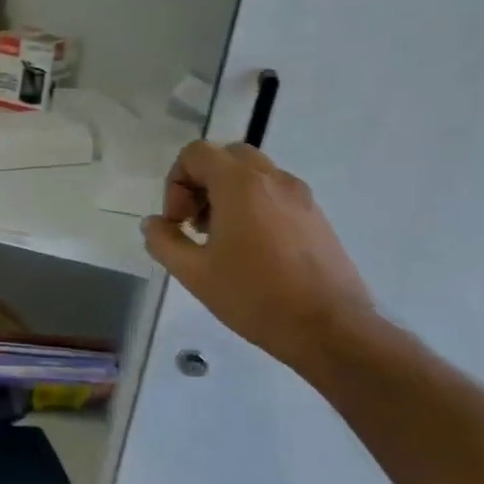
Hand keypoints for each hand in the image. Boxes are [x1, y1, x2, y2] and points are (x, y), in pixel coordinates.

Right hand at [140, 141, 375, 372]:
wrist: (329, 329)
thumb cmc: (253, 295)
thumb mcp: (192, 272)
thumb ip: (163, 240)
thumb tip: (154, 223)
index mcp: (240, 185)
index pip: (196, 154)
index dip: (175, 183)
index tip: (177, 222)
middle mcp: (273, 180)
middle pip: (226, 157)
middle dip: (201, 183)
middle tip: (194, 222)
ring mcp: (300, 197)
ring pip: (252, 175)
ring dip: (226, 195)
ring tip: (219, 239)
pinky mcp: (316, 217)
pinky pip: (274, 195)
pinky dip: (252, 207)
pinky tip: (248, 250)